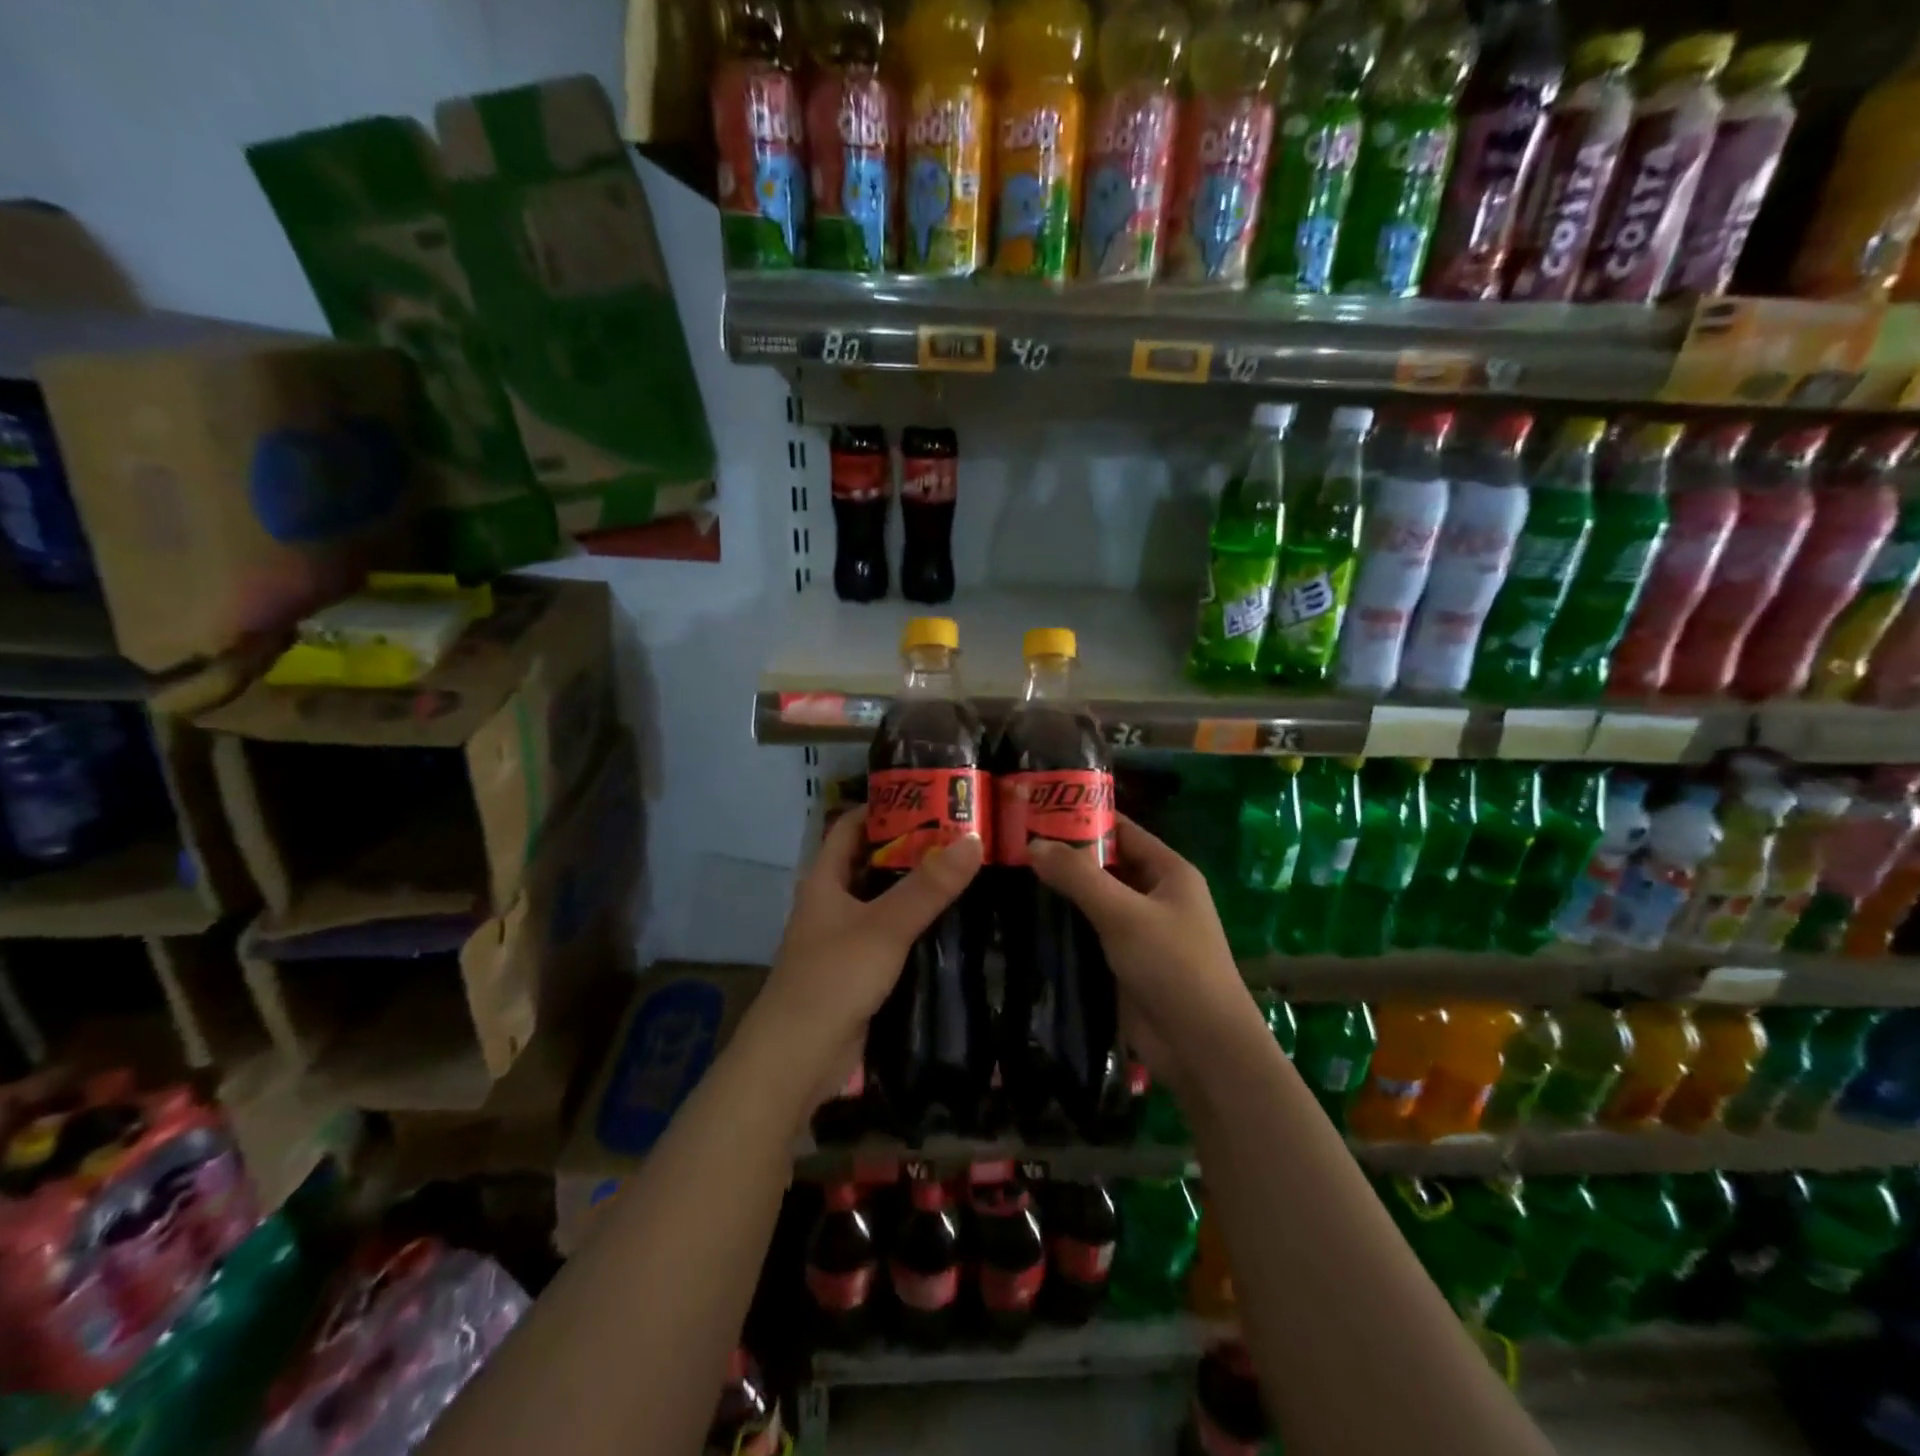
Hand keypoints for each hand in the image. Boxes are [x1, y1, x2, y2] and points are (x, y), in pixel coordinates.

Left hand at [761, 807, 983, 1102]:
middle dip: (911, 848)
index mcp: (825, 880)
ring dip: (917, 889)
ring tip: (967, 872)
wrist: (798, 1058)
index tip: (929, 798)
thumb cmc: (833, 978)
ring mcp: (844, 938)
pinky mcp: (859, 971)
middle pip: (872, 862)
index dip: (883, 807)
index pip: (850, 826)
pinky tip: (953, 923)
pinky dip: (916, 925)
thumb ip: (929, 886)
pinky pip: (891, 936)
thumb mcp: (885, 926)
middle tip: (962, 835)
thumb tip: (974, 839)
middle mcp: (832, 903)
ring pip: (884, 901)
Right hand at [1028, 817, 1255, 1088]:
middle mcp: (1155, 895)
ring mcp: (1139, 931)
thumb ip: (1079, 876)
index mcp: (1168, 871)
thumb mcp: (1124, 913)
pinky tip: (1024, 919)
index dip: (1082, 816)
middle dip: (1064, 855)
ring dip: (1059, 892)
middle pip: (1104, 865)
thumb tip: (1032, 844)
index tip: (1036, 809)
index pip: (1121, 830)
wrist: (1201, 1047)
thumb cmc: (1173, 966)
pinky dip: (1063, 925)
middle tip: (1011, 844)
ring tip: (1008, 876)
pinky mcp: (1122, 962)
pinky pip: (1088, 933)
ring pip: (1093, 900)